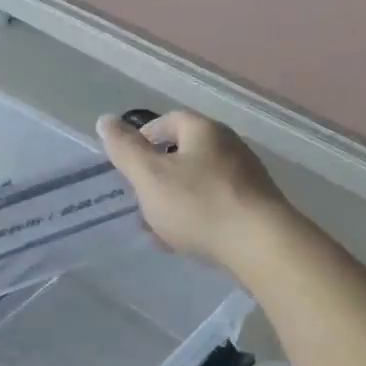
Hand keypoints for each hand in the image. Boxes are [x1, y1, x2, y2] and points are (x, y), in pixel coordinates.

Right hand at [97, 111, 291, 274]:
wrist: (260, 245)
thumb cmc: (199, 205)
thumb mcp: (150, 177)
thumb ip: (125, 150)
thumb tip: (105, 120)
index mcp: (204, 131)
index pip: (169, 120)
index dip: (144, 137)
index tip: (127, 162)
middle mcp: (229, 147)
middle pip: (184, 154)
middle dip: (157, 178)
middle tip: (139, 202)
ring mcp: (246, 178)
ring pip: (198, 184)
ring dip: (174, 202)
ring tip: (158, 231)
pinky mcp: (256, 208)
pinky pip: (216, 206)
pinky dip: (196, 218)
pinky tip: (186, 242)